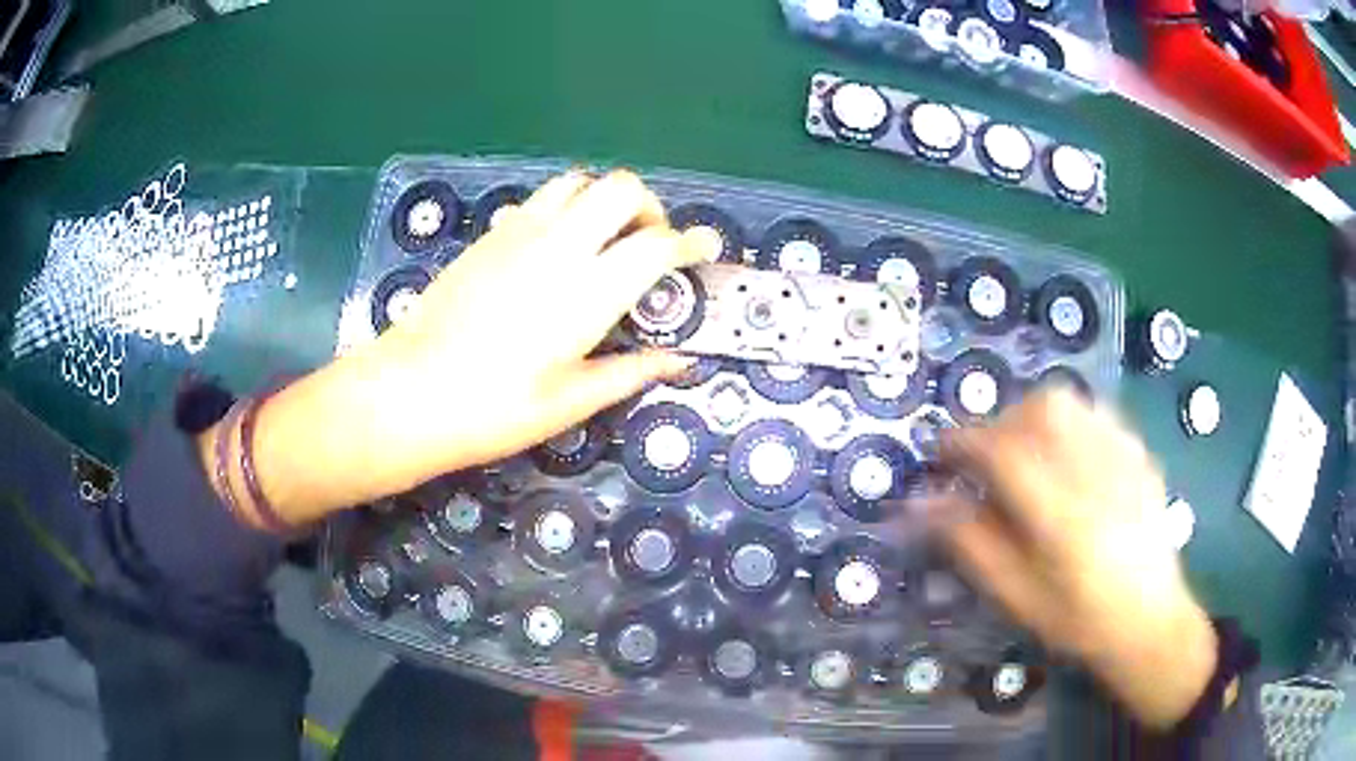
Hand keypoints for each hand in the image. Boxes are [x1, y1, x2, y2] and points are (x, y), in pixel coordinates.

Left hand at [206, 171, 716, 525]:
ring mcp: (520, 233)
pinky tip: (554, 248)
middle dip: (648, 207)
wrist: (411, 391)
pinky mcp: (491, 235)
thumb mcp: (570, 401)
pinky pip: (540, 199)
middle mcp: (559, 247)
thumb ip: (630, 371)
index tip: (704, 247)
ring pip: (578, 181)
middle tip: (648, 244)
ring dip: (603, 200)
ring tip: (603, 239)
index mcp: (588, 292)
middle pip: (621, 188)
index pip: (657, 244)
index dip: (690, 242)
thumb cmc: (493, 409)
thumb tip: (677, 361)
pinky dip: (564, 208)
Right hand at [933, 389, 1216, 728]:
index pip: (1001, 452)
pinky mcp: (1139, 452)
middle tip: (985, 458)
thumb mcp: (1016, 596)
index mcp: (1059, 513)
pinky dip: (1066, 420)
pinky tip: (1065, 455)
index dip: (961, 442)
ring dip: (1031, 415)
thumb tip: (922, 502)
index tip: (940, 453)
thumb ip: (970, 544)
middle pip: (1038, 409)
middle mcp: (1094, 471)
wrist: (1148, 620)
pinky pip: (1095, 412)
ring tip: (1023, 451)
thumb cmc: (1077, 619)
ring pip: (1068, 401)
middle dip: (999, 423)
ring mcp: (1123, 455)